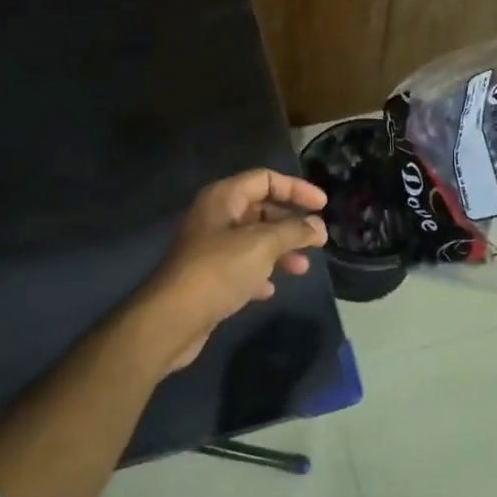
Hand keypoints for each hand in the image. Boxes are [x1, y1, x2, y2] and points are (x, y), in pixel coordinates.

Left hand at [145, 169, 327, 373]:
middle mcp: (216, 217)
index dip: (296, 188)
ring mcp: (210, 248)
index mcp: (223, 197)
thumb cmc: (219, 270)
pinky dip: (260, 273)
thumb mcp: (263, 244)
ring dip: (280, 251)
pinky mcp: (209, 277)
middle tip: (318, 240)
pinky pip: (242, 267)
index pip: (265, 179)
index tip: (323, 205)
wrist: (173, 318)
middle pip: (261, 209)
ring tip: (302, 268)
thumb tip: (318, 226)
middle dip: (291, 223)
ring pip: (254, 240)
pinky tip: (271, 289)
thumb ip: (294, 231)